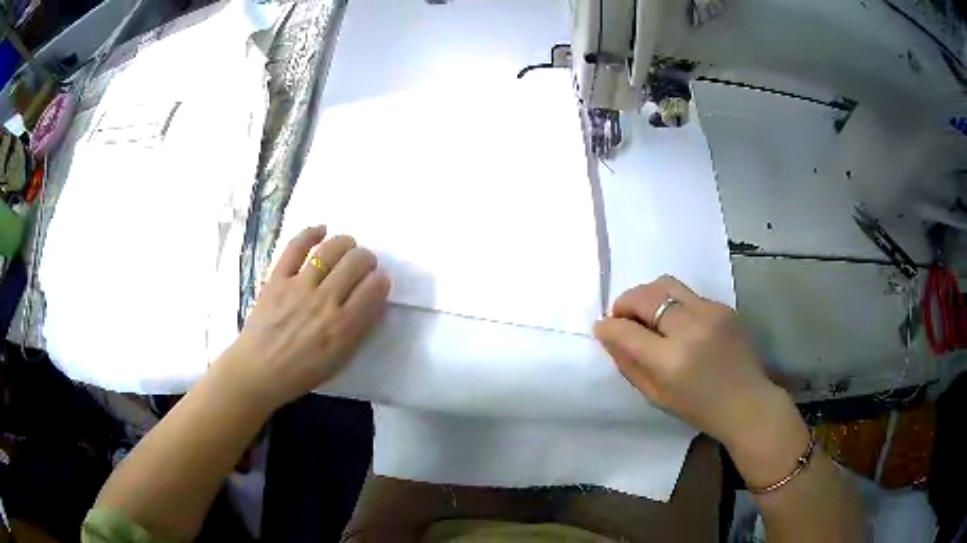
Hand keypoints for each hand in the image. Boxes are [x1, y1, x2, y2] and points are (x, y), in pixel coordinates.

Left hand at [221, 226, 390, 407]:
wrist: (260, 370)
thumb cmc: (302, 371)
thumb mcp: (340, 359)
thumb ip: (359, 328)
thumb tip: (371, 298)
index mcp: (343, 327)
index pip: (374, 288)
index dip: (381, 279)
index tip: (379, 279)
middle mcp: (324, 302)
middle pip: (355, 263)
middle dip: (366, 258)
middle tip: (364, 264)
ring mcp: (298, 287)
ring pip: (330, 250)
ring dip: (345, 243)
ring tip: (348, 246)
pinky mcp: (277, 278)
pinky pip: (295, 247)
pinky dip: (310, 233)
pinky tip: (321, 230)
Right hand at [594, 275, 798, 450]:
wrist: (747, 402)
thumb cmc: (699, 408)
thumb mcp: (656, 396)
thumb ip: (628, 364)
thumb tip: (607, 335)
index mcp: (671, 361)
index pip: (627, 331)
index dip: (608, 326)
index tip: (602, 327)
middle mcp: (690, 328)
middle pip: (645, 296)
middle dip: (625, 303)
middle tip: (622, 317)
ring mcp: (710, 312)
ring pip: (666, 284)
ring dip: (647, 296)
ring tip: (646, 313)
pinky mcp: (724, 306)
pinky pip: (688, 295)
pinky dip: (673, 304)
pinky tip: (677, 323)